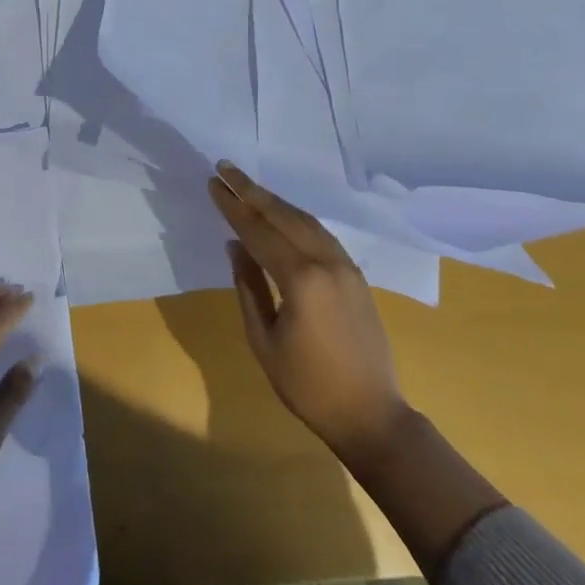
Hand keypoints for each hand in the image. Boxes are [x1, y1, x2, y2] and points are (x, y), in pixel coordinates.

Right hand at [208, 163, 410, 464]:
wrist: (372, 415)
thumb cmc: (308, 386)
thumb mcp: (264, 341)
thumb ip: (248, 287)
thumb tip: (235, 245)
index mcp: (301, 279)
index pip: (259, 231)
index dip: (233, 207)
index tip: (213, 184)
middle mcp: (326, 261)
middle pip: (283, 215)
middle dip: (251, 190)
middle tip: (225, 168)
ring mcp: (345, 265)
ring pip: (305, 219)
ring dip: (274, 200)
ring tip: (247, 186)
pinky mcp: (355, 274)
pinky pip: (321, 233)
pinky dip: (296, 217)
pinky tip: (282, 214)